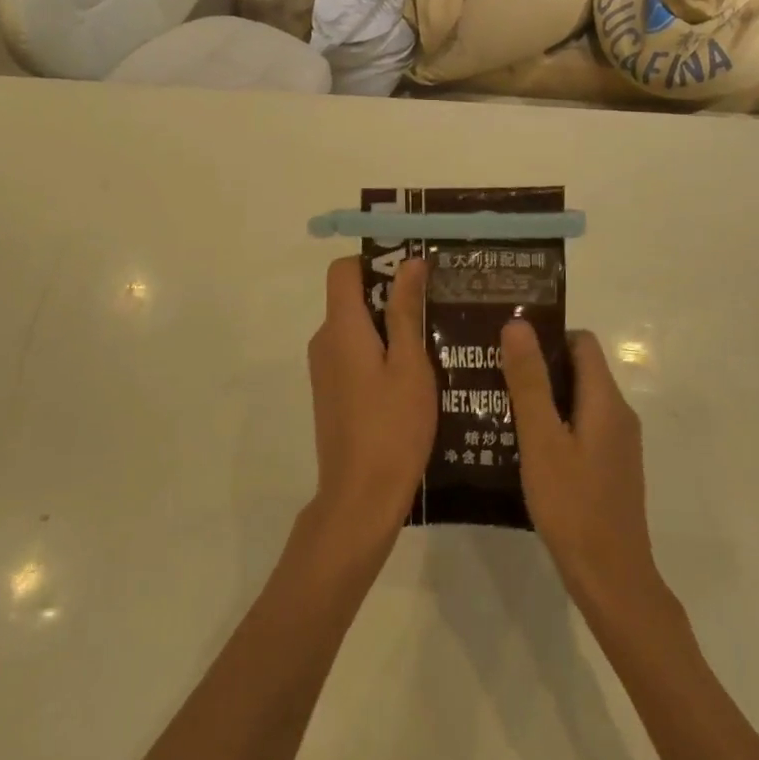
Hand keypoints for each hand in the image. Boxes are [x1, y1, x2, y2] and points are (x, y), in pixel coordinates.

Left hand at [305, 257, 435, 551]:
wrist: (359, 498)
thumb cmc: (392, 428)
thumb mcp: (411, 365)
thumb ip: (406, 311)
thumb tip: (409, 262)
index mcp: (341, 327)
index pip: (343, 270)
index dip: (374, 261)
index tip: (412, 270)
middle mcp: (324, 340)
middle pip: (351, 297)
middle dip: (389, 295)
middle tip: (434, 305)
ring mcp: (324, 368)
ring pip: (355, 328)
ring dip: (388, 326)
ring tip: (433, 340)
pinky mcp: (330, 391)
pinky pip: (352, 353)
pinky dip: (378, 352)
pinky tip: (413, 375)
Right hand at [501, 324, 660, 608]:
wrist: (611, 581)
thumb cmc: (573, 506)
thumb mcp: (541, 440)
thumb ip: (529, 381)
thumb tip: (518, 324)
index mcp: (605, 401)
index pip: (581, 342)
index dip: (547, 334)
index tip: (508, 342)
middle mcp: (618, 414)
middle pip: (578, 369)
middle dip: (537, 365)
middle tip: (493, 370)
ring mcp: (616, 443)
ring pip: (576, 399)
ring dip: (542, 395)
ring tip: (497, 402)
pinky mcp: (609, 467)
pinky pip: (579, 426)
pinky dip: (553, 423)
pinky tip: (520, 441)